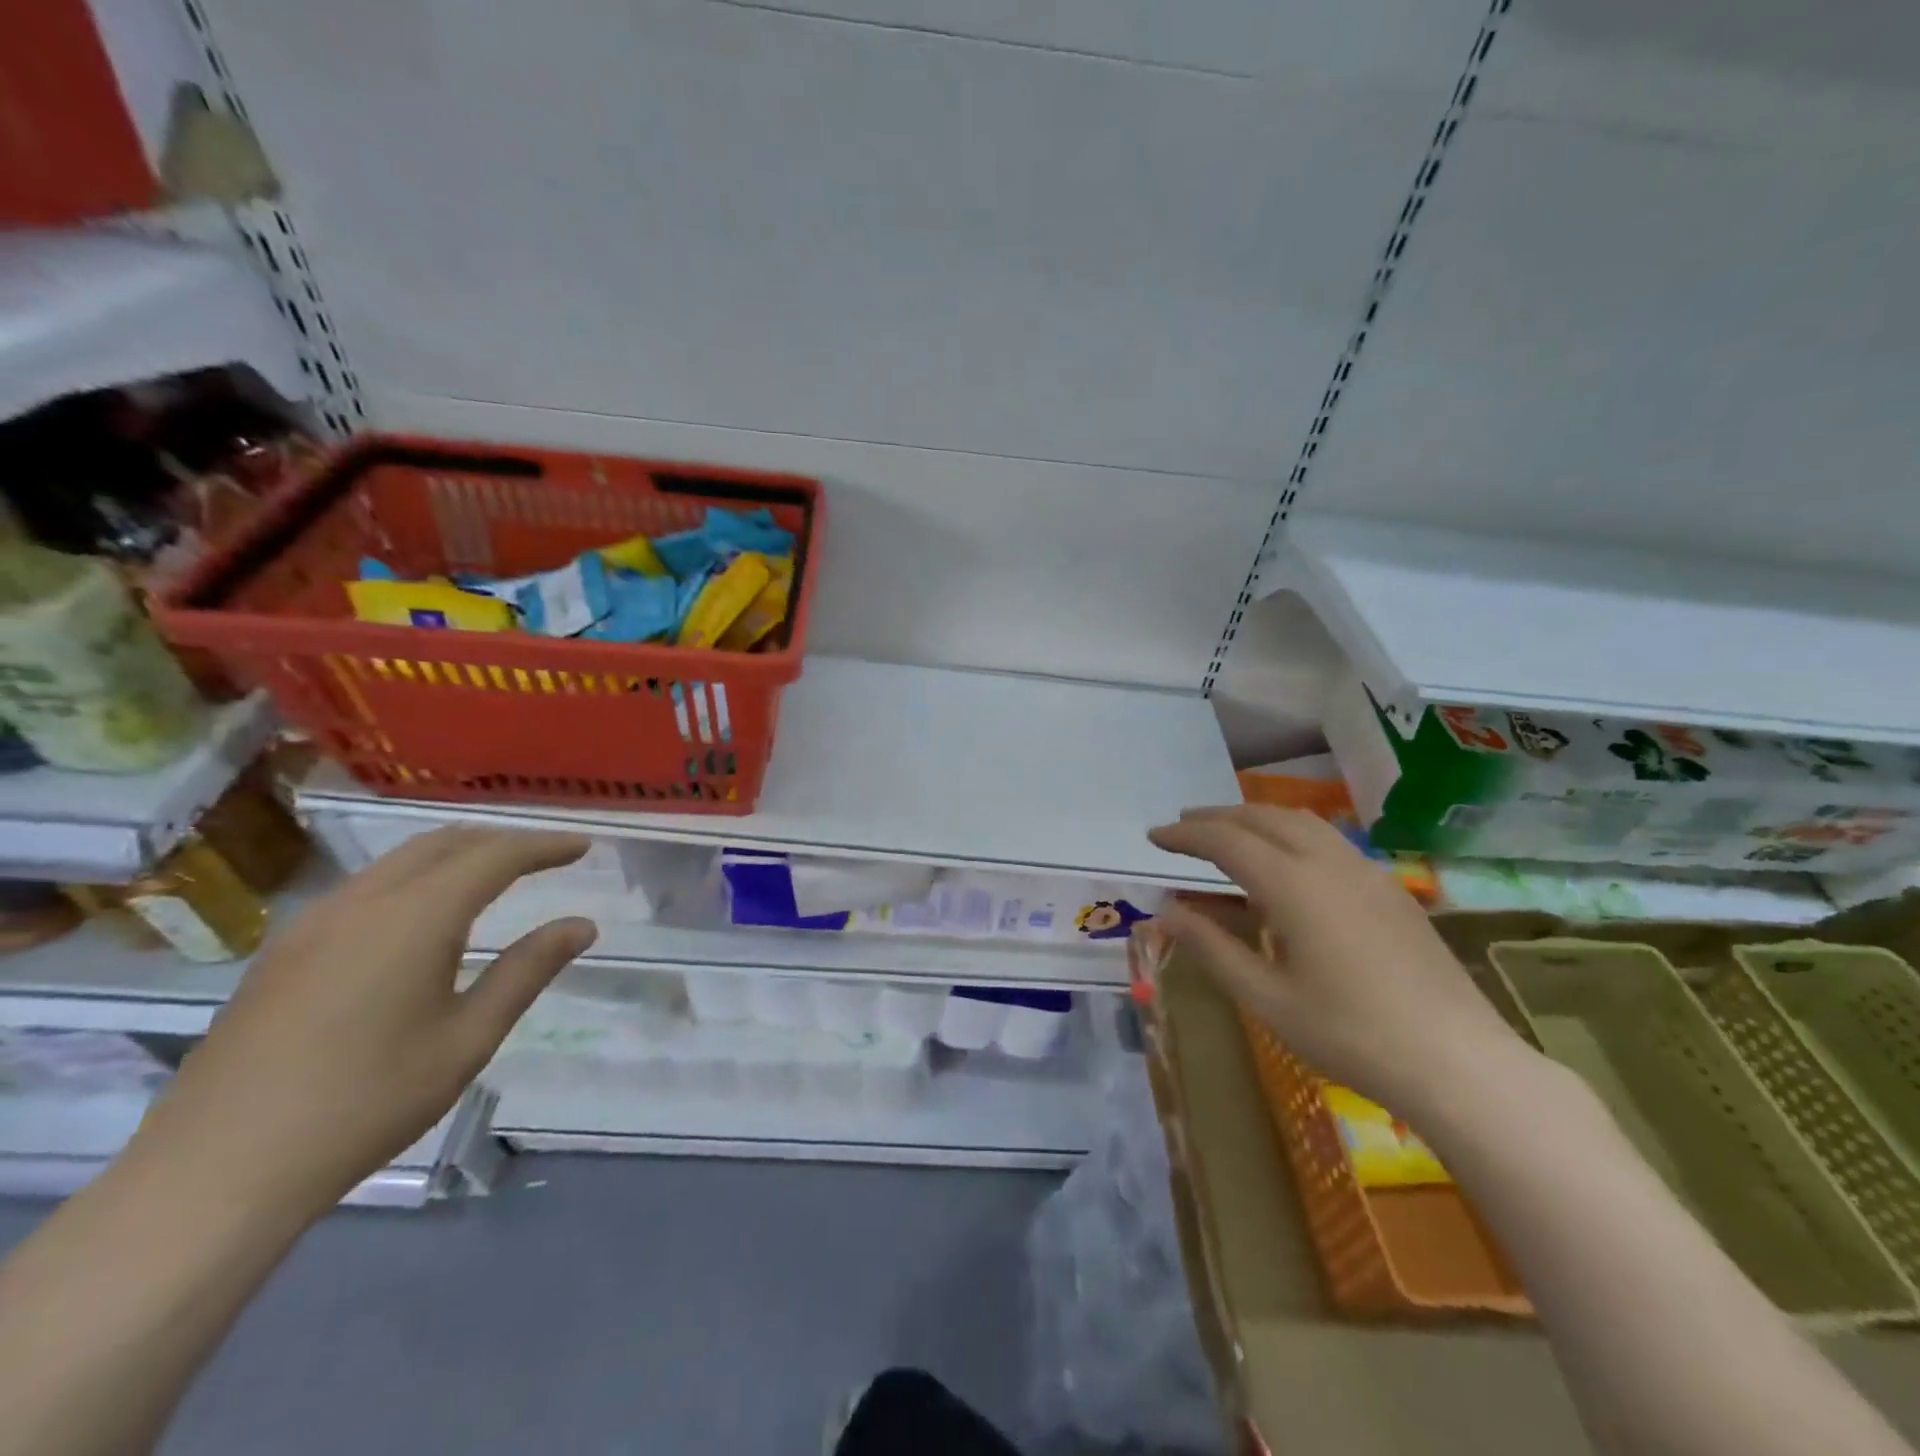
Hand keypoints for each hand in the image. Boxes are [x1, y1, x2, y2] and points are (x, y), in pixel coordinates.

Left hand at [134, 828, 597, 1214]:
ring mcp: (312, 924)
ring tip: (494, 880)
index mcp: (414, 917)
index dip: (544, 846)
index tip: (582, 847)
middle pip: (443, 843)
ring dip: (455, 857)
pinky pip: (366, 888)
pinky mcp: (283, 952)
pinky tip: (422, 920)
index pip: (495, 856)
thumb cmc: (366, 1102)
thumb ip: (527, 970)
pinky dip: (414, 880)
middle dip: (500, 841)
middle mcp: (362, 902)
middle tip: (545, 857)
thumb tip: (581, 925)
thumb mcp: (468, 1038)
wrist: (215, 1172)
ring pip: (399, 862)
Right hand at [1148, 805, 1525, 1112]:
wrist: (1459, 1063)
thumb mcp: (1267, 998)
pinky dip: (1289, 833)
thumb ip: (1212, 948)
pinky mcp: (1390, 888)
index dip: (1185, 835)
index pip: (1226, 841)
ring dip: (1255, 818)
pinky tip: (1284, 862)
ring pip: (1300, 822)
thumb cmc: (1352, 1035)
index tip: (1153, 837)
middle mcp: (1328, 863)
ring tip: (1226, 832)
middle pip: (1262, 818)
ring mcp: (1366, 872)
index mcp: (1293, 885)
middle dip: (1216, 817)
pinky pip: (1327, 840)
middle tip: (1182, 827)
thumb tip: (1166, 912)